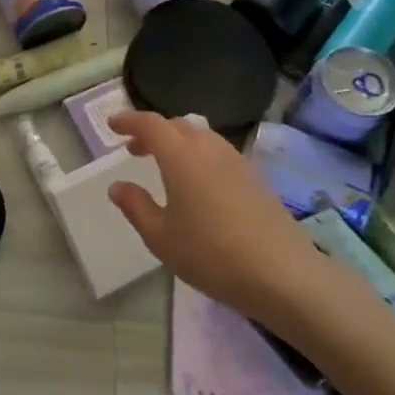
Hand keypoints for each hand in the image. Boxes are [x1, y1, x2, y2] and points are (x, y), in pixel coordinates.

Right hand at [105, 111, 323, 321]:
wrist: (282, 273)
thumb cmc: (210, 254)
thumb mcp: (160, 236)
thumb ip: (135, 206)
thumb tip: (117, 186)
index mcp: (180, 155)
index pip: (150, 124)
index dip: (129, 121)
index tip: (112, 125)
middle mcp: (208, 148)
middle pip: (176, 125)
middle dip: (152, 132)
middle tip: (133, 149)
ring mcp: (236, 160)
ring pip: (200, 137)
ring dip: (177, 142)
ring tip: (163, 165)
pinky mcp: (254, 176)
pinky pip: (217, 152)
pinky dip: (198, 155)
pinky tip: (196, 183)